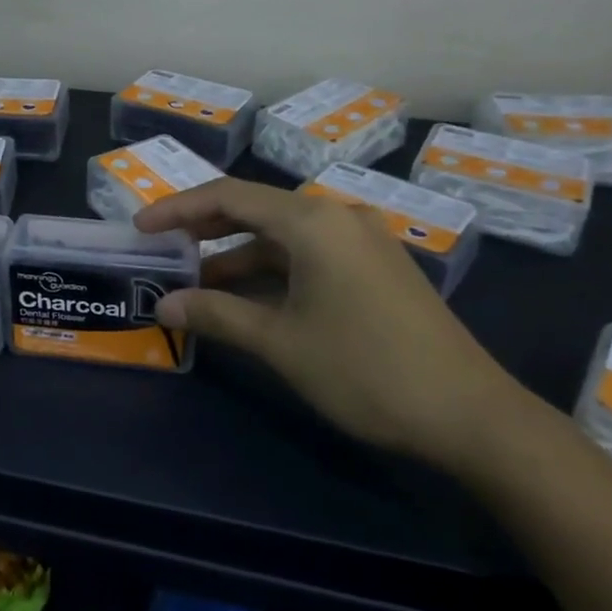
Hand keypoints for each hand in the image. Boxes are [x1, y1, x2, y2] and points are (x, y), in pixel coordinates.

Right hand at [133, 178, 526, 472]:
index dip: (179, 208)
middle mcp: (338, 217)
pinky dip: (273, 271)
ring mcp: (363, 241)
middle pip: (256, 209)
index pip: (229, 196)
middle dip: (205, 229)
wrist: (470, 414)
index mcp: (313, 221)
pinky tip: (250, 299)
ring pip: (283, 236)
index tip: (141, 228)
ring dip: (238, 256)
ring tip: (198, 284)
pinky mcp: (377, 267)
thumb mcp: (280, 342)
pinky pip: (309, 255)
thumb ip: (217, 314)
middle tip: (164, 251)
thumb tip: (164, 303)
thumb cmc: (365, 370)